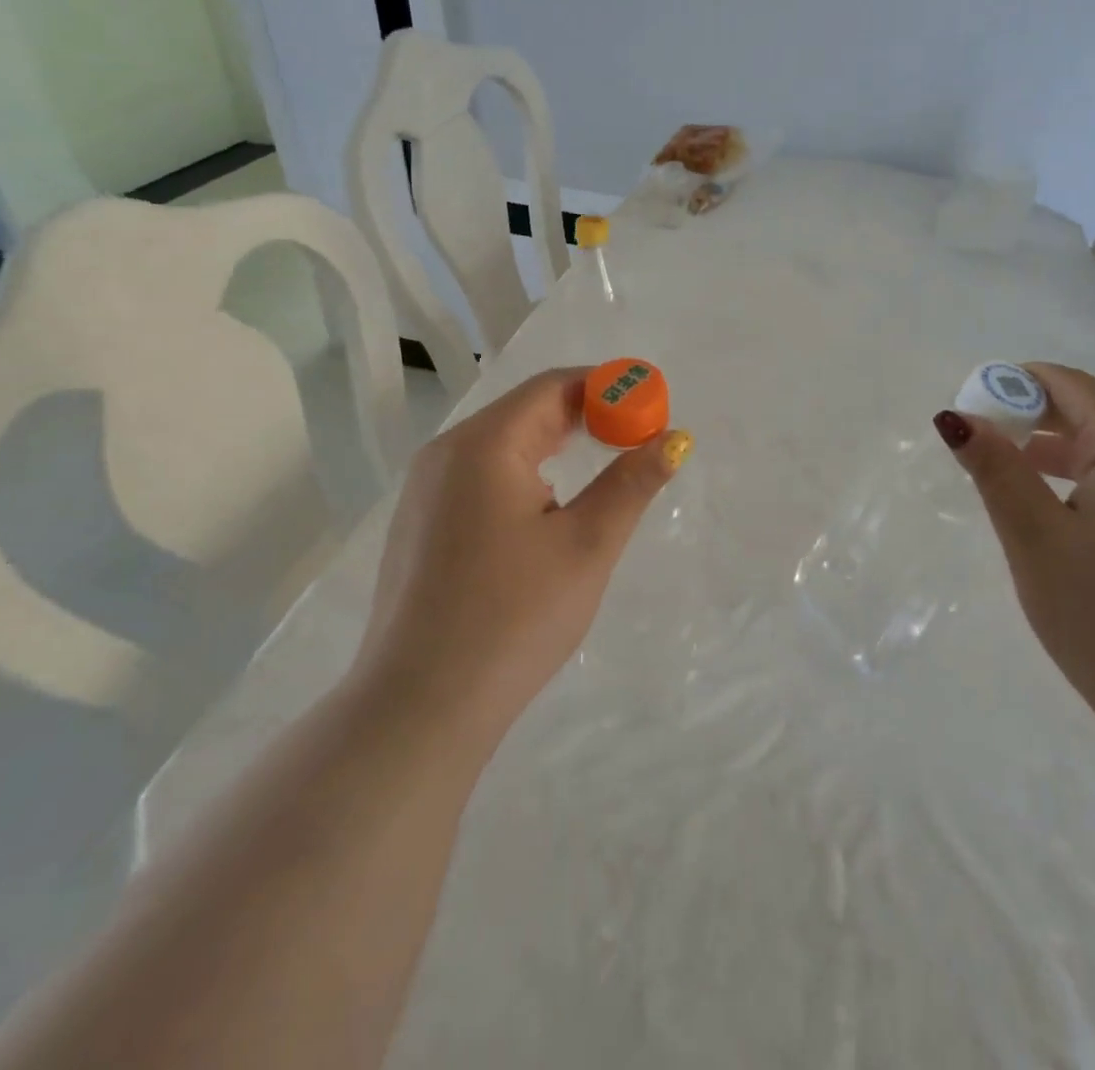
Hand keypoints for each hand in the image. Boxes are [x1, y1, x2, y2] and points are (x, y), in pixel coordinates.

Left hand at [355, 368, 690, 747]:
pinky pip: (481, 475)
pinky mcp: (420, 525)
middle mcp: (445, 453)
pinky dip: (526, 472)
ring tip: (604, 464)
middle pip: (526, 410)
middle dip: (587, 416)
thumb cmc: (513, 618)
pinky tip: (549, 505)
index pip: (553, 386)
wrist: (419, 709)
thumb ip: (632, 483)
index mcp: (483, 444)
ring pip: (503, 444)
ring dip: (557, 443)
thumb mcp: (587, 546)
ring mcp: (425, 491)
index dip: (608, 388)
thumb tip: (675, 439)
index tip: (653, 408)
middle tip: (638, 438)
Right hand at [933, 364, 1094, 756]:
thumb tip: (955, 417)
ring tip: (1005, 474)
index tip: (970, 403)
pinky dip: (1081, 479)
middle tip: (979, 443)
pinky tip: (1051, 509)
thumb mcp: (1035, 537)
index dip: (1017, 383)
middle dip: (1031, 416)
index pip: (1073, 386)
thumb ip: (995, 468)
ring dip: (1053, 449)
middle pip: (1092, 412)